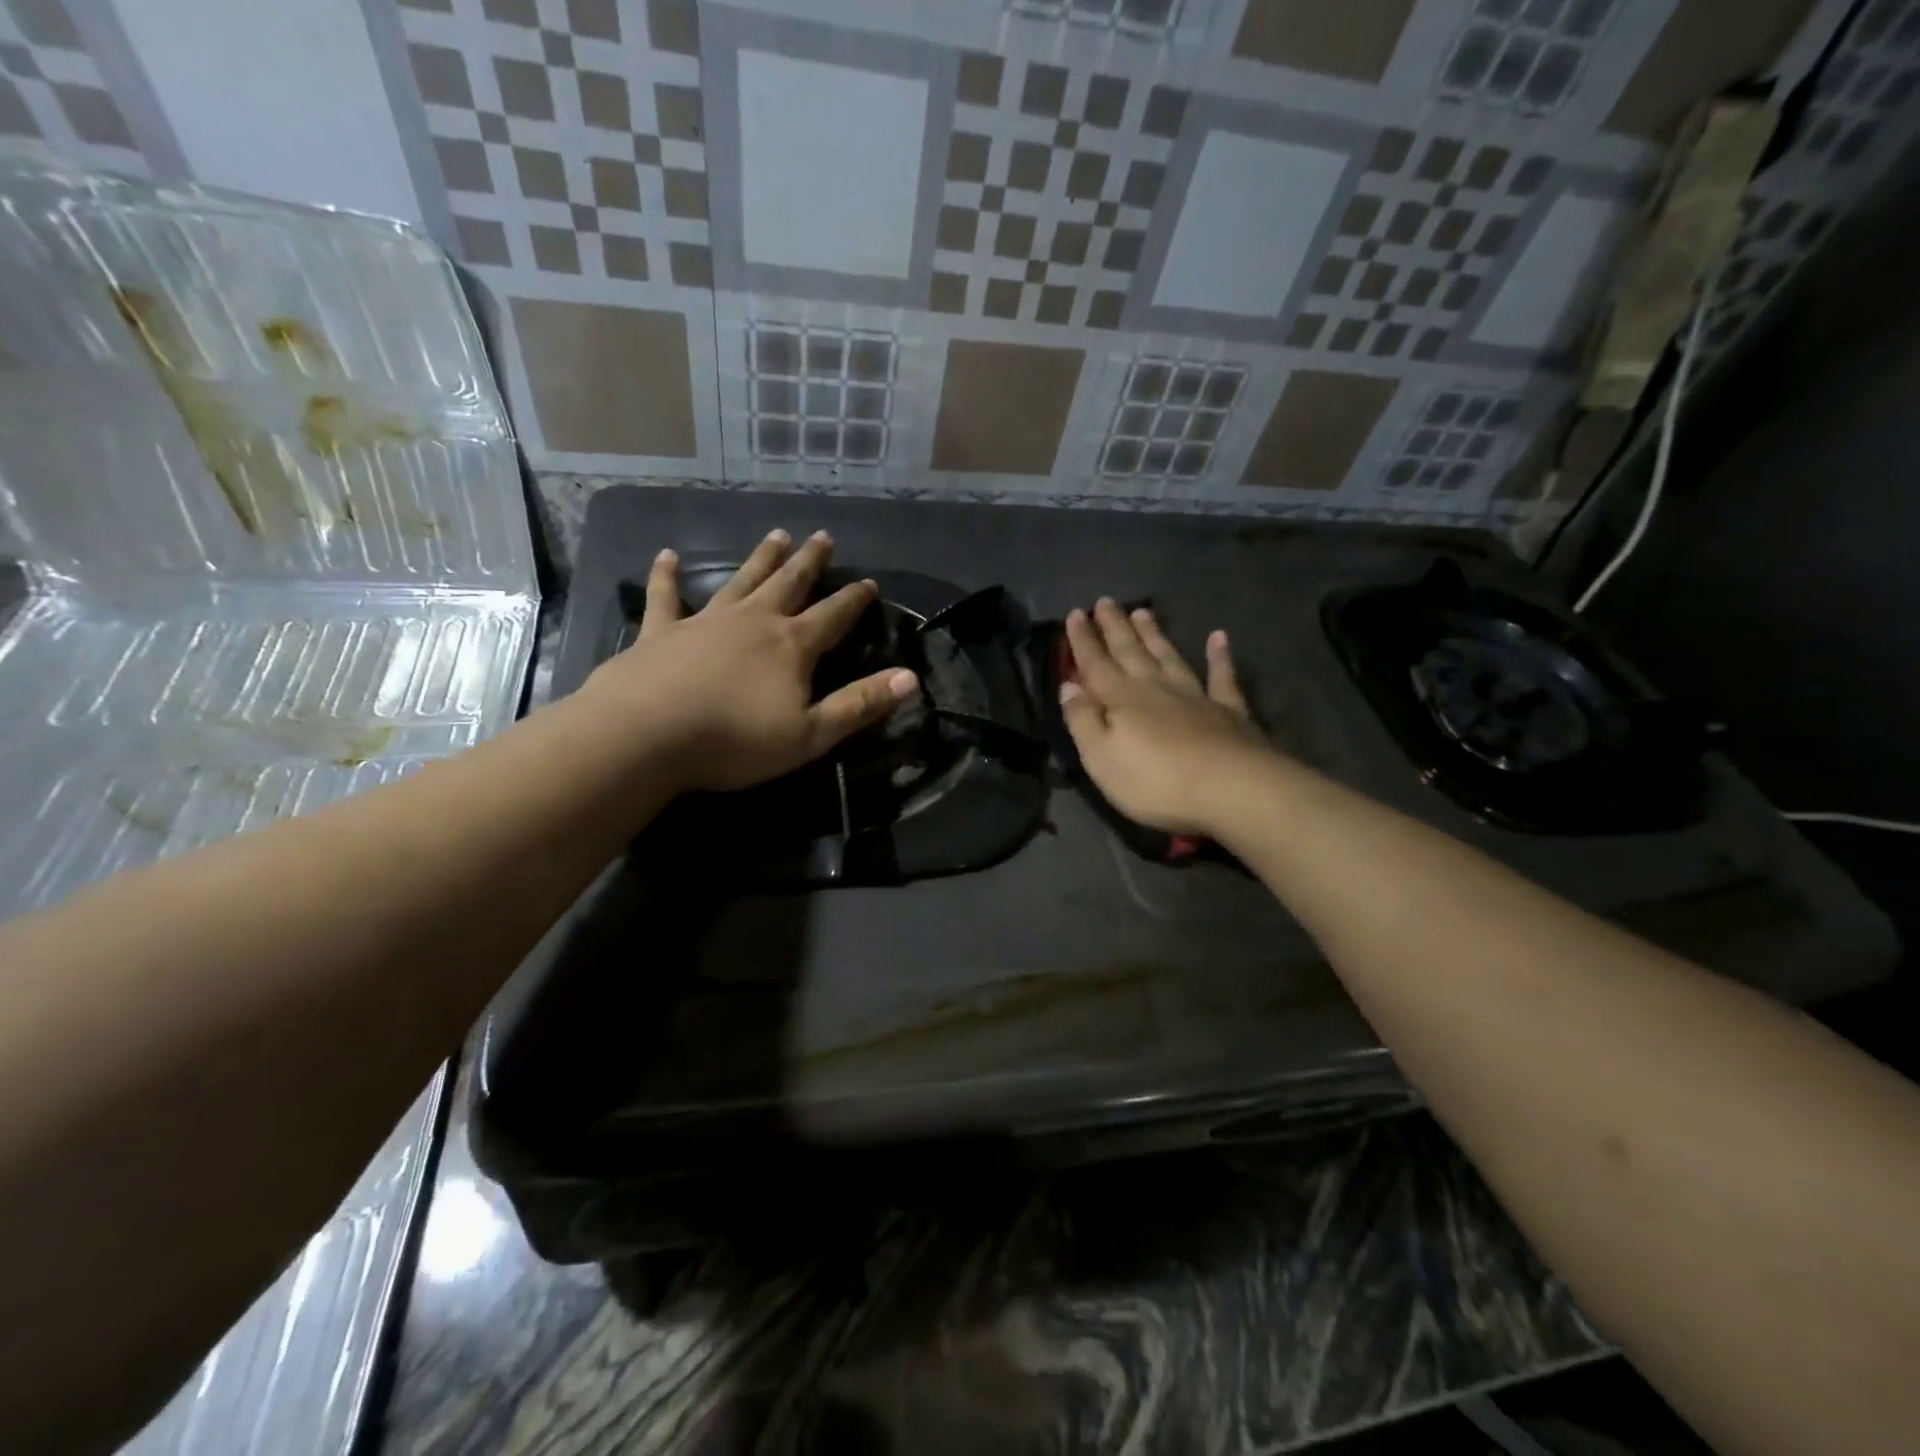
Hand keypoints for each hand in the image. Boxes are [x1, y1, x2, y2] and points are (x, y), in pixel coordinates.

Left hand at [580, 529, 916, 792]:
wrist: (647, 734)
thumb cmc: (736, 740)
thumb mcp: (812, 734)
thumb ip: (860, 704)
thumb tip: (911, 678)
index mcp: (792, 646)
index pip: (833, 617)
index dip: (854, 600)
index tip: (869, 582)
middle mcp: (753, 622)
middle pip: (788, 585)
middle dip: (809, 562)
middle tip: (822, 537)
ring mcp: (705, 622)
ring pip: (740, 581)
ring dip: (760, 559)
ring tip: (776, 535)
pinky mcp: (661, 632)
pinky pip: (667, 597)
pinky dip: (667, 576)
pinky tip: (667, 556)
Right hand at [1059, 598, 1273, 836]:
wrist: (1231, 789)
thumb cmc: (1155, 781)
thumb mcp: (1101, 758)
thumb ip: (1082, 720)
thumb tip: (1068, 687)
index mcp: (1121, 699)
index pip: (1095, 664)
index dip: (1083, 640)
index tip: (1075, 613)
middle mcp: (1156, 688)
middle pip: (1130, 652)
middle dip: (1115, 627)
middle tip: (1106, 601)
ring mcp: (1195, 696)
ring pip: (1168, 656)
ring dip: (1154, 635)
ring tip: (1143, 611)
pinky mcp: (1229, 710)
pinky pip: (1222, 676)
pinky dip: (1220, 656)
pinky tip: (1218, 637)